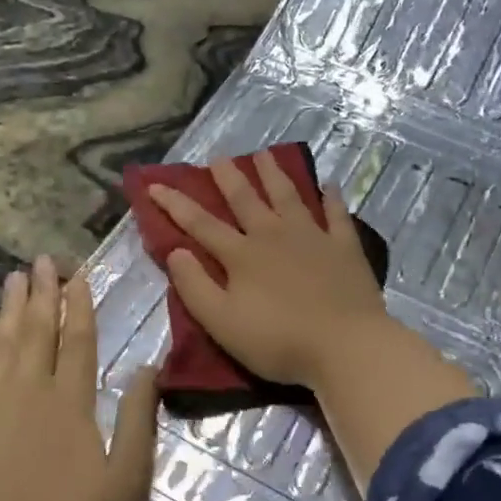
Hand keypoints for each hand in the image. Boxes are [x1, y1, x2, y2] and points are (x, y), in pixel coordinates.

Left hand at [0, 256, 158, 500]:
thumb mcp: (128, 478)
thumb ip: (139, 418)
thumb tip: (149, 366)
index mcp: (71, 402)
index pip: (79, 340)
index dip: (80, 305)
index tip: (77, 274)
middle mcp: (28, 393)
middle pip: (38, 333)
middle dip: (42, 294)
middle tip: (42, 260)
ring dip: (6, 312)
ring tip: (11, 280)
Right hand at [146, 150, 391, 388]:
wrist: (345, 346)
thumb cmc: (278, 341)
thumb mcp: (222, 323)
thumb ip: (195, 287)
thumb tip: (175, 251)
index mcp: (241, 255)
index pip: (200, 223)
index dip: (175, 204)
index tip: (155, 184)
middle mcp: (274, 235)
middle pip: (246, 199)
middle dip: (228, 177)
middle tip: (218, 157)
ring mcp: (312, 237)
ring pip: (289, 196)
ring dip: (274, 174)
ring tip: (265, 154)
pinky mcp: (344, 247)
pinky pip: (336, 215)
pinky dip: (331, 198)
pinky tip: (329, 185)